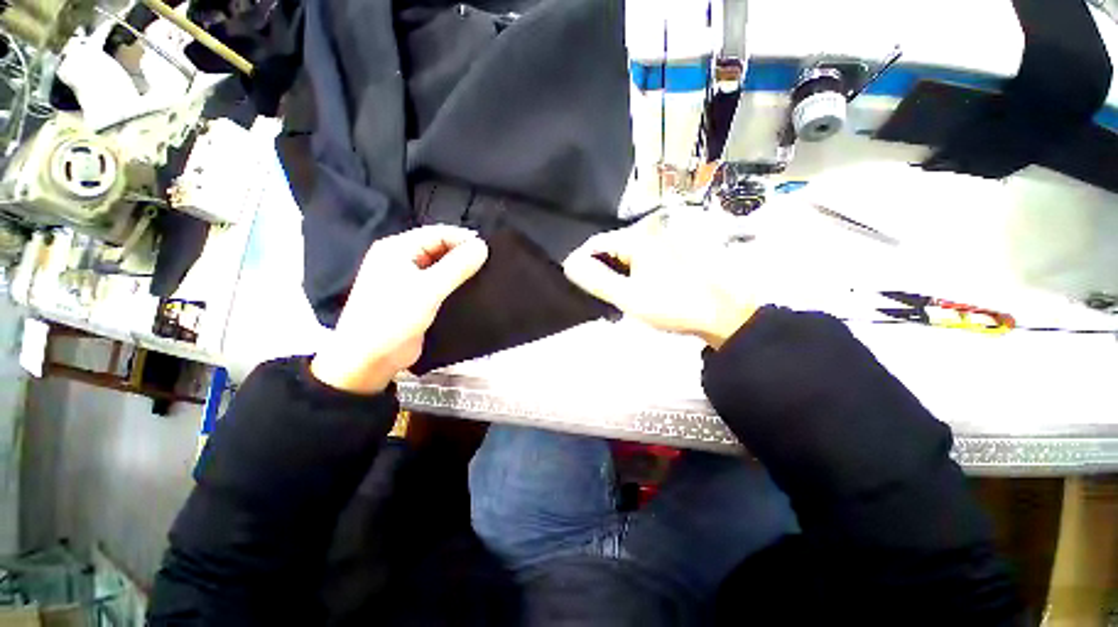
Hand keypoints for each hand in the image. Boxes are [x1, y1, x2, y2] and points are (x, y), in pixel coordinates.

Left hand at [311, 225, 488, 393]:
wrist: (369, 360)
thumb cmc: (394, 318)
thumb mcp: (428, 290)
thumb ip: (457, 266)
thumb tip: (482, 246)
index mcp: (397, 248)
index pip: (438, 233)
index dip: (464, 239)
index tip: (489, 251)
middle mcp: (401, 259)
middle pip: (439, 248)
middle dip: (463, 254)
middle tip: (489, 265)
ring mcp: (407, 279)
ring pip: (441, 266)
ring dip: (461, 270)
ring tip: (485, 276)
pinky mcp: (415, 297)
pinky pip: (439, 283)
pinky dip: (455, 283)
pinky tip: (471, 290)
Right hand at [563, 211, 758, 348]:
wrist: (721, 315)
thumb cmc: (672, 305)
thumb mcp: (628, 296)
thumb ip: (596, 280)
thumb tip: (569, 264)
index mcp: (638, 238)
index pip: (595, 243)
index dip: (580, 263)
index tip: (574, 285)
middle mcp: (649, 233)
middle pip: (609, 249)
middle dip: (598, 272)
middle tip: (594, 297)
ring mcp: (661, 243)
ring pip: (623, 257)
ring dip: (613, 277)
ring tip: (610, 300)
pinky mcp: (668, 255)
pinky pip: (638, 262)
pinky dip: (628, 277)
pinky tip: (629, 294)